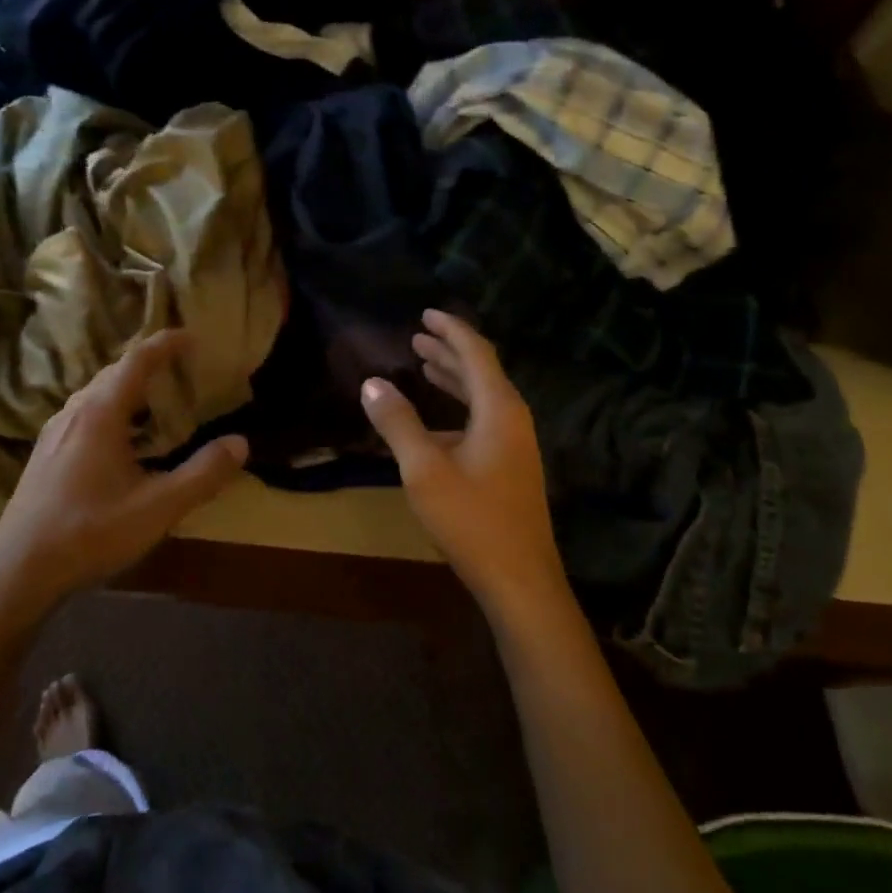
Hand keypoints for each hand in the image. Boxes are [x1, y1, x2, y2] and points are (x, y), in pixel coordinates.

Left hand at [0, 330, 248, 612]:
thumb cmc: (91, 532)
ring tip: (155, 400)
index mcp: (101, 414)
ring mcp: (54, 432)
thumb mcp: (158, 507)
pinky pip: (83, 414)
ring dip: (127, 388)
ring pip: (95, 394)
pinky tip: (120, 440)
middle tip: (180, 368)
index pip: (136, 360)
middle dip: (148, 363)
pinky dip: (111, 410)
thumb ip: (203, 474)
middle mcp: (74, 412)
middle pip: (113, 372)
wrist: (19, 569)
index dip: (165, 343)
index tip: (191, 336)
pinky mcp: (45, 454)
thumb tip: (240, 443)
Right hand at [361, 310, 565, 606]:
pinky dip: (458, 407)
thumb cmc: (471, 519)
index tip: (425, 313)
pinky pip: (483, 419)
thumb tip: (372, 383)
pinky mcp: (511, 466)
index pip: (476, 353)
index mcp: (499, 409)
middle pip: (481, 371)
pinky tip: (436, 421)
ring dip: (453, 378)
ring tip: (423, 364)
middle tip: (417, 337)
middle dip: (449, 351)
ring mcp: (516, 444)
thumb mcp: (424, 470)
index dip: (450, 330)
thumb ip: (397, 423)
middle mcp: (513, 419)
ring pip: (483, 397)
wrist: (520, 578)